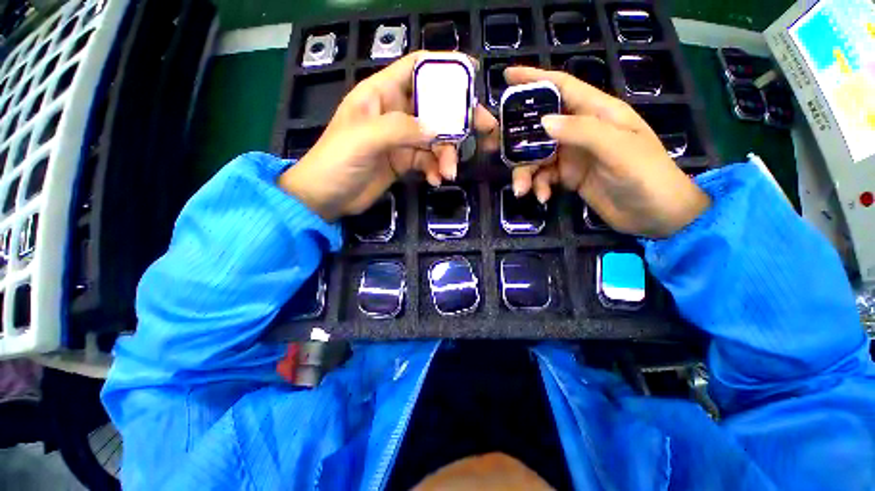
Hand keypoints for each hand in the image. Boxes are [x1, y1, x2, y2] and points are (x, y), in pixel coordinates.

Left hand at [279, 52, 497, 221]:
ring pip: (435, 139)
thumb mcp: (365, 138)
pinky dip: (435, 169)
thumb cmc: (337, 161)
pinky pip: (427, 161)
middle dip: (458, 118)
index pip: (416, 68)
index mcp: (381, 94)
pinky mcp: (403, 161)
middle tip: (484, 128)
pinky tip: (436, 180)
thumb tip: (438, 129)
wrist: (326, 197)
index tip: (472, 73)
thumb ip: (402, 129)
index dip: (444, 66)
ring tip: (449, 172)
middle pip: (434, 106)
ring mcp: (401, 139)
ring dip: (446, 154)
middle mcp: (394, 113)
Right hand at [505, 67, 709, 237]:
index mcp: (598, 112)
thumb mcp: (618, 149)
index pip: (562, 87)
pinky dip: (538, 186)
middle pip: (540, 126)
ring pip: (537, 156)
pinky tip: (542, 197)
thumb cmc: (646, 176)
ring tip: (522, 189)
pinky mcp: (568, 176)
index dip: (535, 78)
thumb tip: (543, 122)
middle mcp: (581, 130)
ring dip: (525, 172)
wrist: (654, 215)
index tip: (507, 75)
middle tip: (496, 148)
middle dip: (518, 138)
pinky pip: (543, 176)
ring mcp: (573, 155)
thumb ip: (582, 131)